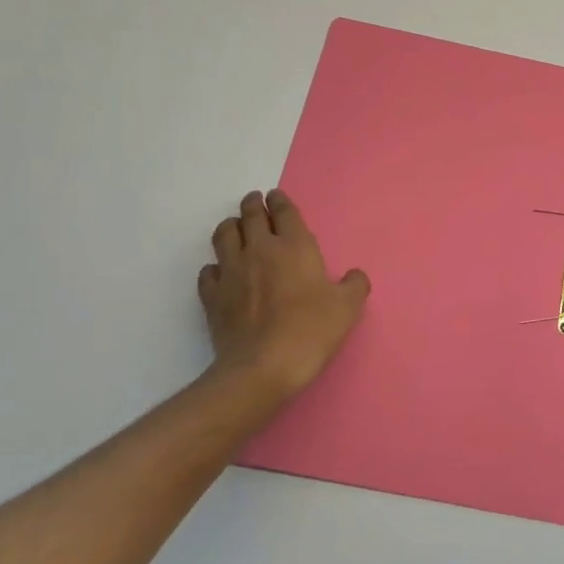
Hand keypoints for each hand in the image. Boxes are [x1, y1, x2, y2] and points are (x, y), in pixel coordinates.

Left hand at [198, 190, 369, 405]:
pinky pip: (208, 270)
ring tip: (235, 228)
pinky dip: (215, 266)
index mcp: (294, 246)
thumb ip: (354, 286)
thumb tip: (355, 276)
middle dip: (253, 204)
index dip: (280, 200)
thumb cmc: (311, 331)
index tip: (275, 196)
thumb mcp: (347, 308)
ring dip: (231, 226)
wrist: (263, 367)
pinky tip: (221, 272)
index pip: (284, 211)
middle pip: (251, 215)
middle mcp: (260, 249)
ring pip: (224, 234)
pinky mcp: (212, 295)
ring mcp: (231, 271)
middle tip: (255, 202)